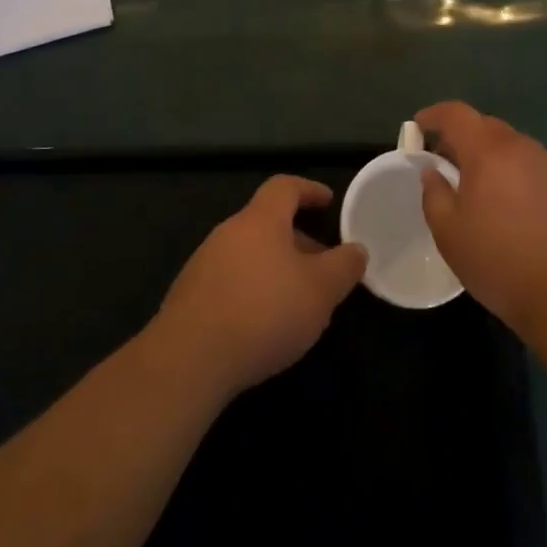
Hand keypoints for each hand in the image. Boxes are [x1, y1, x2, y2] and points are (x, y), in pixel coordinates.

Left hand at [154, 176, 367, 400]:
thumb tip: (357, 249)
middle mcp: (228, 232)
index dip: (308, 189)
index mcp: (260, 220)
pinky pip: (232, 280)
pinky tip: (265, 324)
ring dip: (277, 268)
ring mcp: (204, 263)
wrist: (189, 360)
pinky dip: (254, 290)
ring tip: (299, 301)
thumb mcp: (320, 290)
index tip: (328, 201)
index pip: (284, 187)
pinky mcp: (191, 296)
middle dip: (298, 240)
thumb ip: (344, 266)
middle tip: (323, 265)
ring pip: (250, 254)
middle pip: (268, 223)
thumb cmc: (263, 312)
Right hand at [416, 101, 546, 337]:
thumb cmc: (501, 262)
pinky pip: (536, 170)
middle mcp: (523, 148)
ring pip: (514, 149)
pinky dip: (518, 178)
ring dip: (493, 159)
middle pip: (487, 127)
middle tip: (446, 163)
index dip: (434, 115)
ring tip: (481, 190)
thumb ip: (434, 194)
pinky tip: (516, 211)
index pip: (457, 113)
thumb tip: (433, 172)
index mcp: (489, 151)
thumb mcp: (449, 234)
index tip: (419, 126)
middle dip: (463, 138)